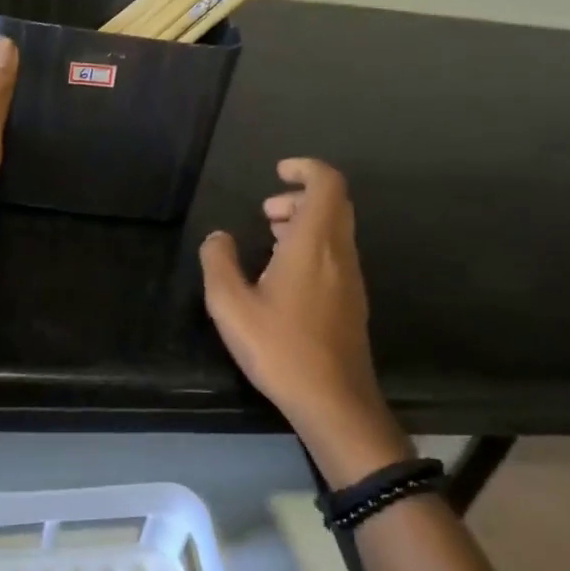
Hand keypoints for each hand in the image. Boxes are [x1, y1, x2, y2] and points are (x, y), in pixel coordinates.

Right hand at [200, 159, 411, 485]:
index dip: (305, 168)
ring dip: (305, 222)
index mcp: (314, 243)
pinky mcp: (352, 301)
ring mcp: (351, 278)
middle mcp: (340, 252)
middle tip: (266, 212)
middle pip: (333, 203)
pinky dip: (312, 246)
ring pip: (335, 230)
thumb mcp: (231, 306)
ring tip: (269, 238)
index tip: (277, 172)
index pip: (327, 183)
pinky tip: (282, 275)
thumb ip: (219, 263)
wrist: (334, 401)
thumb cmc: (280, 348)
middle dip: (299, 196)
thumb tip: (217, 238)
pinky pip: (335, 254)